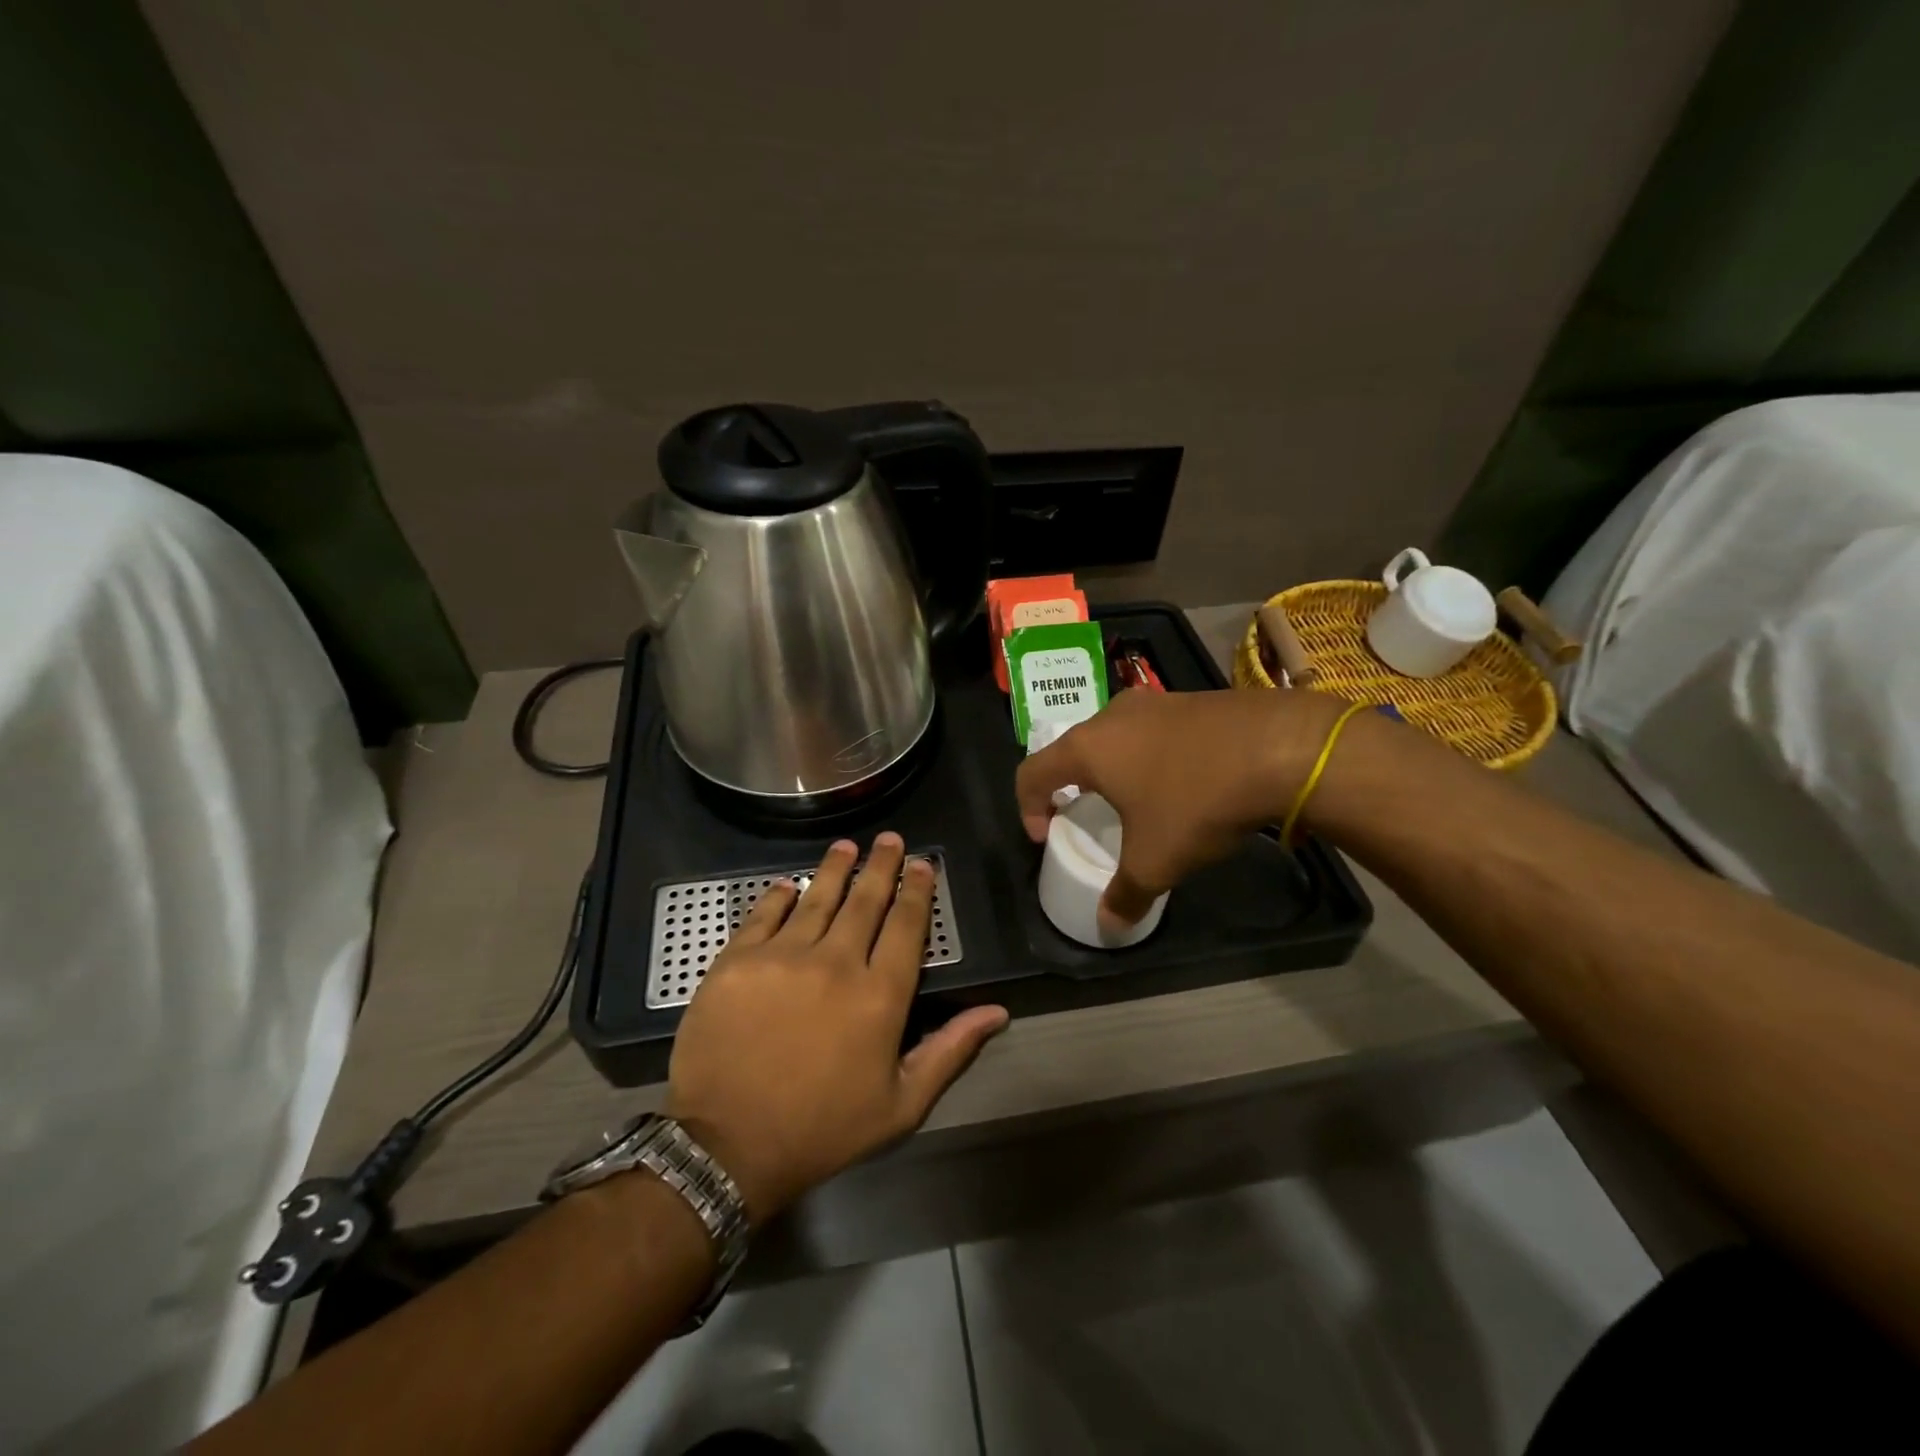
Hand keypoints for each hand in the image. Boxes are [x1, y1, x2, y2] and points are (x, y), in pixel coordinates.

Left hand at [665, 832, 1008, 1224]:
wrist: (726, 1147)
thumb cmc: (822, 1129)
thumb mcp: (901, 1105)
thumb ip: (950, 1050)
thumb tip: (996, 1012)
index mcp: (880, 995)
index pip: (906, 926)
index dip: (917, 891)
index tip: (922, 864)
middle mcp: (836, 962)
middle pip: (865, 900)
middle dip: (881, 865)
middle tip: (890, 839)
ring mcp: (783, 956)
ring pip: (816, 897)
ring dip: (835, 868)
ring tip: (846, 846)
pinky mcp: (738, 960)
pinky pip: (763, 915)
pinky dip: (779, 896)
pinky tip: (787, 885)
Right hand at [1016, 687, 1345, 926]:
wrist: (1281, 748)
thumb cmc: (1197, 801)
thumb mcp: (1157, 860)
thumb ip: (1126, 894)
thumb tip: (1109, 925)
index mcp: (1088, 748)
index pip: (1031, 773)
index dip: (1027, 807)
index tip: (1046, 835)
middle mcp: (1113, 716)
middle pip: (1073, 750)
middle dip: (1073, 785)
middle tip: (1089, 815)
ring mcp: (1155, 702)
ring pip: (1116, 737)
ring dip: (1115, 769)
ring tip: (1140, 801)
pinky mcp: (1192, 699)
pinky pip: (1155, 731)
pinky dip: (1152, 757)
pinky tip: (1184, 781)